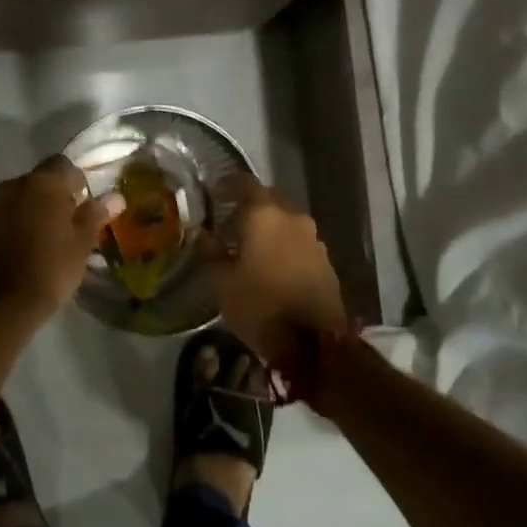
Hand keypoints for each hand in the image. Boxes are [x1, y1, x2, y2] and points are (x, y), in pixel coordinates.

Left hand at [0, 157, 119, 326]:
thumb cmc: (50, 268)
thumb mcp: (82, 244)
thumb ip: (95, 215)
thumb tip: (115, 197)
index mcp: (42, 183)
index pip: (63, 164)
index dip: (77, 182)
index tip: (85, 206)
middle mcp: (13, 186)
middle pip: (39, 181)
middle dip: (54, 197)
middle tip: (69, 225)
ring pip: (20, 200)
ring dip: (33, 212)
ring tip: (47, 241)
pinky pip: (3, 220)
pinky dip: (15, 228)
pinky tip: (24, 253)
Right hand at [204, 174, 348, 363]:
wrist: (315, 343)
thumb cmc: (260, 306)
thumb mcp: (222, 282)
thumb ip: (210, 252)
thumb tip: (202, 235)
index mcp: (265, 215)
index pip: (244, 183)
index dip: (227, 185)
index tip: (213, 192)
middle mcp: (293, 218)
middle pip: (268, 199)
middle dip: (248, 206)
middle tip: (228, 223)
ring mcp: (313, 238)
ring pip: (285, 220)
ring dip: (267, 227)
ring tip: (247, 248)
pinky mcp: (325, 260)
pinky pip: (297, 241)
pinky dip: (282, 244)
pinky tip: (269, 264)